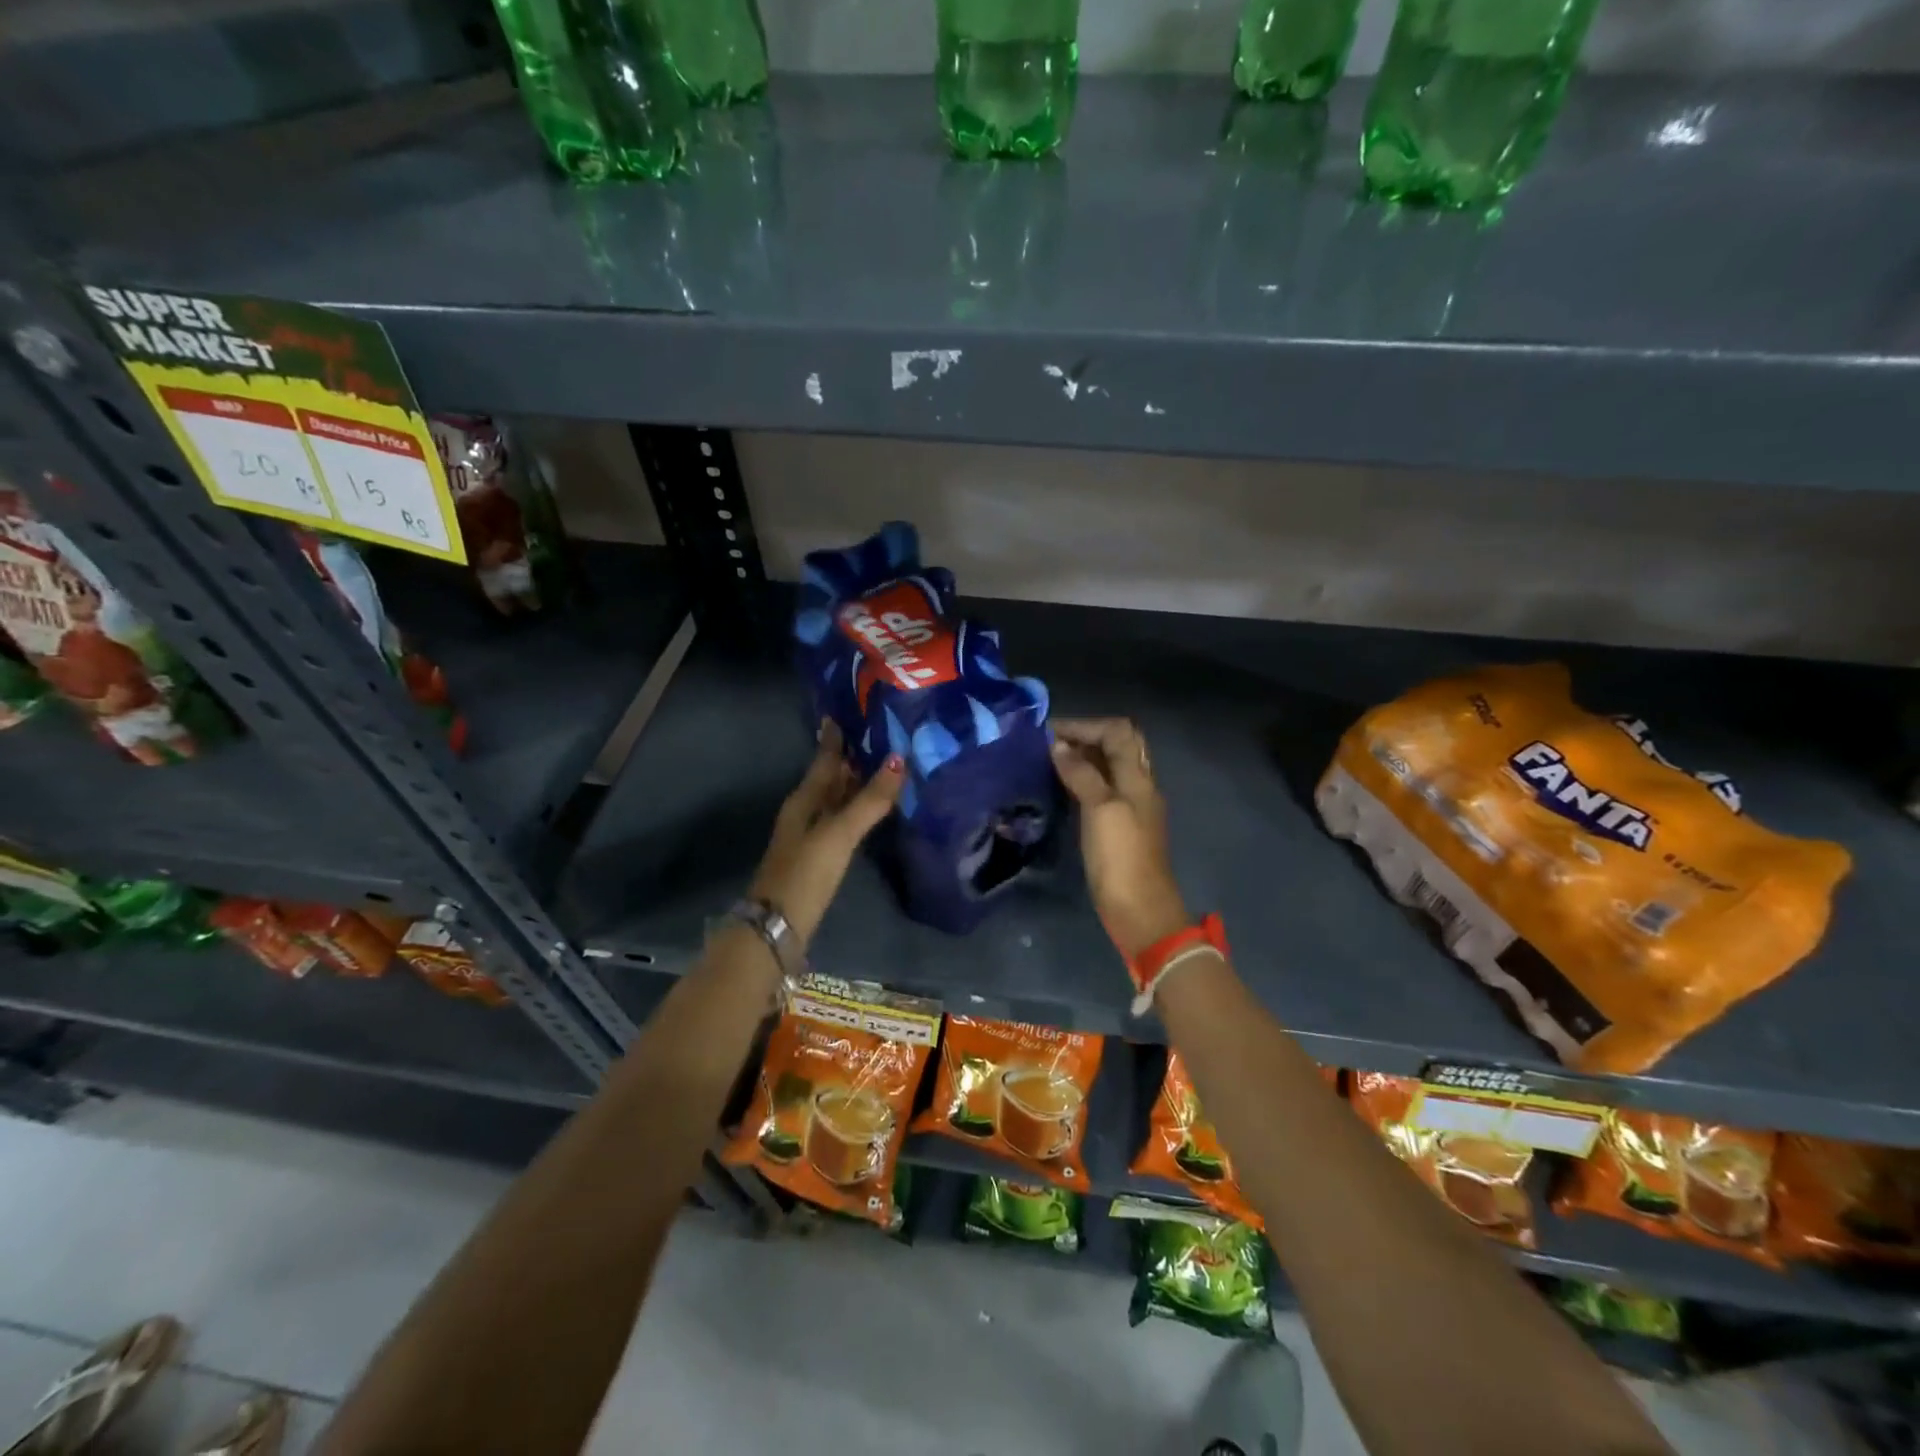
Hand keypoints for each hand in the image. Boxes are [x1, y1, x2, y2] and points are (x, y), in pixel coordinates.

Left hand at [750, 722, 904, 949]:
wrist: (776, 928)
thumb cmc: (805, 874)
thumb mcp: (838, 834)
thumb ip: (869, 801)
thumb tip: (899, 759)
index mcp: (804, 799)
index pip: (824, 759)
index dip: (836, 737)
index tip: (851, 710)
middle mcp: (806, 811)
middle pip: (830, 776)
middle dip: (852, 755)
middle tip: (881, 732)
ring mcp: (812, 835)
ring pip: (836, 798)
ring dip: (856, 782)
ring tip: (885, 764)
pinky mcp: (820, 856)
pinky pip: (842, 820)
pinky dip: (858, 808)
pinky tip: (873, 809)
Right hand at [1050, 718, 1190, 959]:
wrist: (1139, 909)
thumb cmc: (1120, 857)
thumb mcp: (1100, 808)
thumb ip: (1082, 773)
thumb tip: (1058, 746)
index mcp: (1138, 777)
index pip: (1117, 731)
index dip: (1085, 725)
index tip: (1048, 732)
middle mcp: (1138, 786)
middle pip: (1117, 746)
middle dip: (1085, 737)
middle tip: (1048, 743)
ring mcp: (1130, 807)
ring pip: (1109, 767)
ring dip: (1082, 758)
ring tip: (1047, 761)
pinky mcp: (1119, 827)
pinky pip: (1101, 789)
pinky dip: (1082, 780)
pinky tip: (1060, 788)